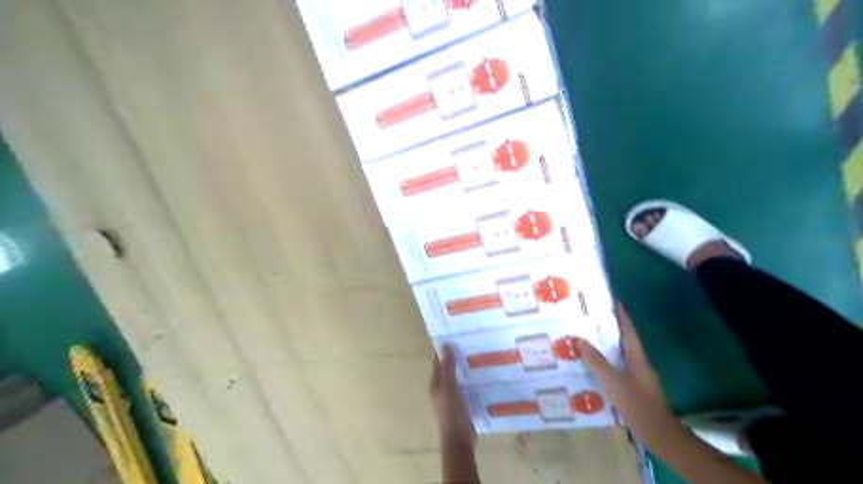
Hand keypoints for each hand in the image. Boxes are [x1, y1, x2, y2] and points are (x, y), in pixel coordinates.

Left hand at [431, 344, 479, 444]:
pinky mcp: (461, 405)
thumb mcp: (449, 386)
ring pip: (457, 379)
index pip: (438, 362)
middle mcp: (441, 390)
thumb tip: (446, 345)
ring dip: (464, 370)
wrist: (459, 439)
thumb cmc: (451, 411)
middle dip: (456, 359)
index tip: (455, 338)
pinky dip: (470, 381)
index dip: (444, 351)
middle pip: (448, 370)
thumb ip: (448, 367)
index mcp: (435, 384)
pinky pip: (465, 388)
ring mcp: (451, 399)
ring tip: (478, 358)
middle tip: (470, 346)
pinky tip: (481, 377)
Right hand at [583, 306, 676, 441]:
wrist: (658, 433)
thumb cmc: (636, 403)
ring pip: (623, 355)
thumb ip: (596, 361)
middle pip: (626, 341)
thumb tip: (580, 339)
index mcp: (637, 358)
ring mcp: (640, 377)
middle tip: (594, 320)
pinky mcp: (636, 389)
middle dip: (613, 329)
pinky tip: (597, 368)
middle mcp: (640, 363)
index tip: (615, 303)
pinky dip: (609, 362)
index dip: (622, 317)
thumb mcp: (612, 381)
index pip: (629, 331)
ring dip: (610, 346)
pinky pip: (620, 368)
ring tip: (591, 340)